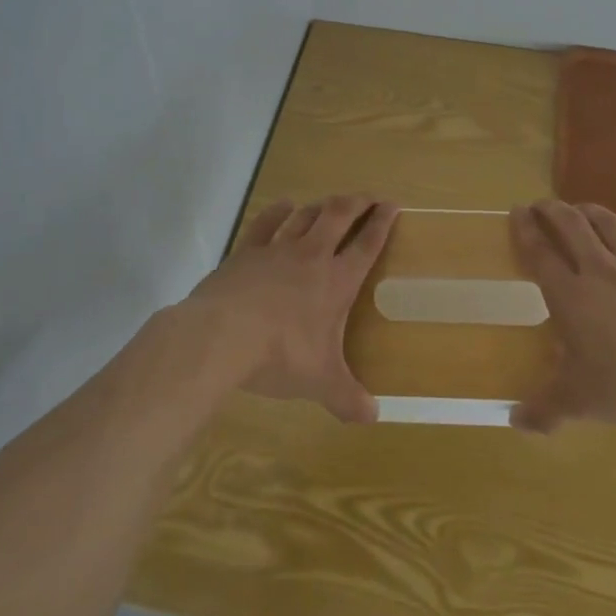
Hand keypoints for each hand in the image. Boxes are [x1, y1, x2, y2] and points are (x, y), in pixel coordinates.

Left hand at [183, 195, 398, 422]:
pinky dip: (278, 211)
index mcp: (336, 282)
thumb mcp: (320, 382)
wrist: (222, 336)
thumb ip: (347, 398)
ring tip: (331, 203)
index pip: (367, 245)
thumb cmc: (280, 355)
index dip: (382, 223)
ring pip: (305, 215)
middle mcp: (311, 256)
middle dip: (357, 202)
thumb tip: (372, 418)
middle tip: (369, 197)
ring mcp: (277, 249)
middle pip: (339, 216)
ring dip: (321, 206)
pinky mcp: (247, 251)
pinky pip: (266, 222)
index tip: (393, 206)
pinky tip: (284, 205)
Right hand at [510, 200, 615, 439]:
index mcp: (570, 295)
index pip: (540, 251)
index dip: (525, 228)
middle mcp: (599, 271)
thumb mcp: (580, 403)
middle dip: (552, 209)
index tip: (516, 211)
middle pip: (571, 224)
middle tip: (541, 206)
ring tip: (579, 210)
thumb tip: (514, 421)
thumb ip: (544, 410)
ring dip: (588, 211)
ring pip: (607, 223)